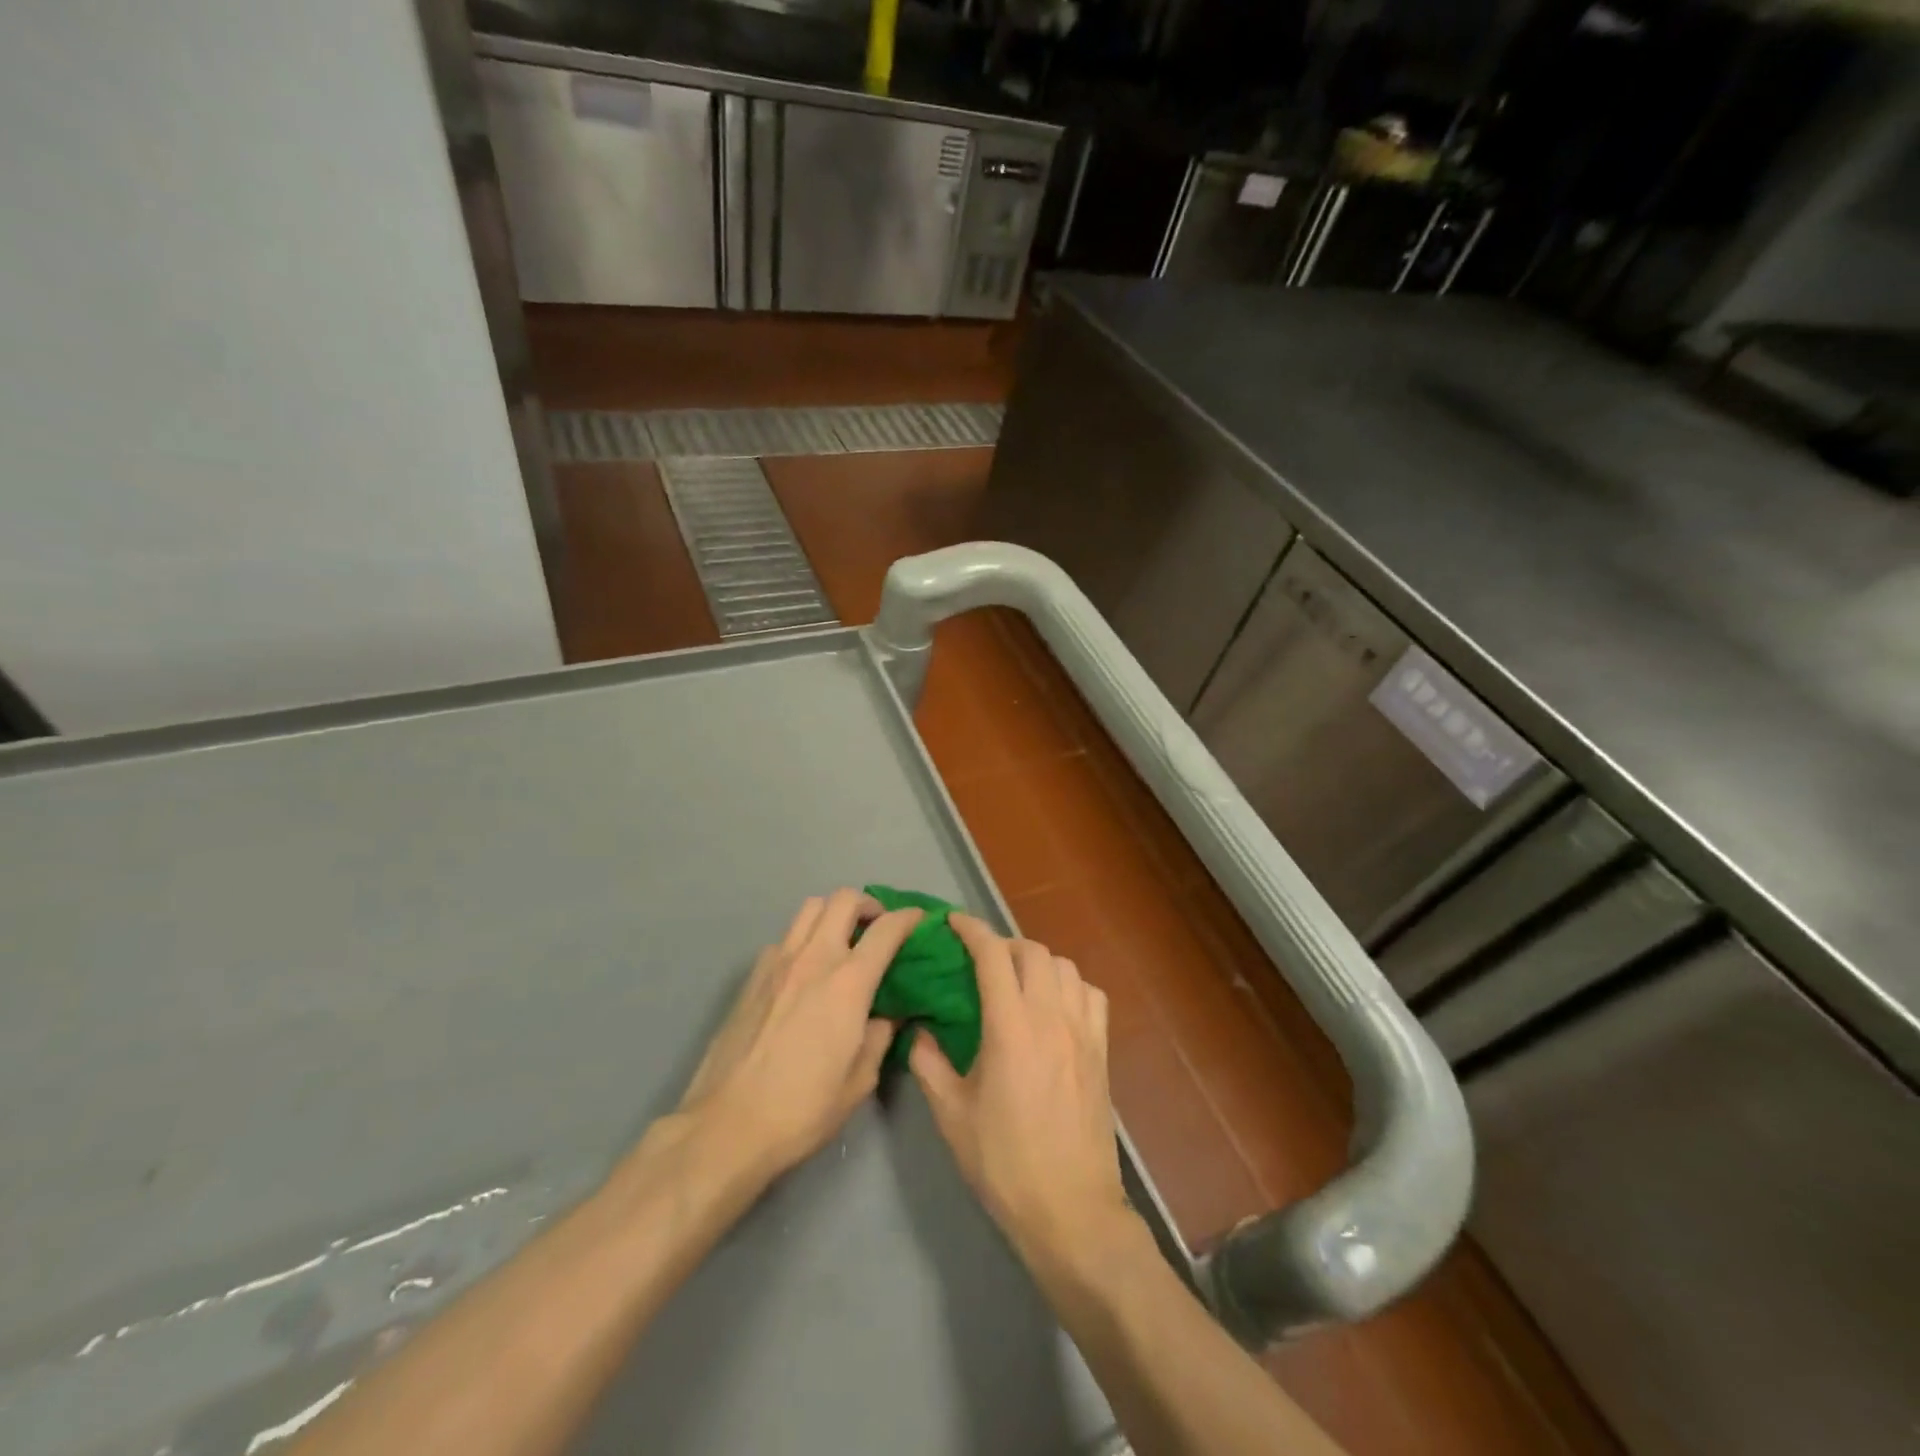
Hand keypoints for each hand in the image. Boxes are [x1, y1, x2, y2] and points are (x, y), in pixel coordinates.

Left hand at [676, 888, 922, 1185]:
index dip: (908, 918)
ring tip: (842, 941)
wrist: (727, 1125)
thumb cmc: (802, 1108)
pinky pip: (785, 937)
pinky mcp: (752, 976)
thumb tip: (889, 1014)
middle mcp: (814, 958)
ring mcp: (778, 962)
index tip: (919, 920)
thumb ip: (881, 1036)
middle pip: (844, 899)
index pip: (886, 929)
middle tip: (877, 928)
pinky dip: (804, 939)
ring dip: (833, 913)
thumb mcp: (860, 1080)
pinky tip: (805, 971)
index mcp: (848, 982)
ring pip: (810, 907)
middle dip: (869, 905)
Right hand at [909, 914, 1129, 1268]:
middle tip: (980, 961)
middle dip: (1002, 944)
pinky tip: (1055, 1005)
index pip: (993, 956)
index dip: (971, 930)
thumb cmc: (1004, 1163)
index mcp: (1011, 1028)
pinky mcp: (1102, 1051)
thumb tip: (918, 1031)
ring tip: (1017, 980)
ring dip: (1037, 961)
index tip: (952, 922)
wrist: (1070, 1209)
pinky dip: (1071, 985)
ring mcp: (1083, 1032)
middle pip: (1032, 951)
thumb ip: (928, 1064)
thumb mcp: (952, 1116)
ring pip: (1065, 967)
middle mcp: (1051, 1018)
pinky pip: (1091, 994)